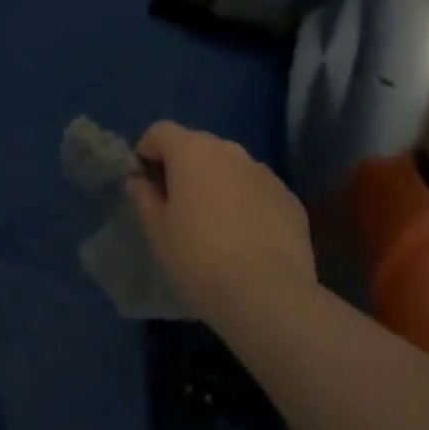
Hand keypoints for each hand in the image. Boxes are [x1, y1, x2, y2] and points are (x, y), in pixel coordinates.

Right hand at [127, 121, 316, 326]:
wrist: (269, 297)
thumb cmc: (200, 259)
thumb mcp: (158, 231)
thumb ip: (144, 197)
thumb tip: (139, 181)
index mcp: (191, 150)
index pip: (160, 132)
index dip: (148, 151)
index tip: (145, 181)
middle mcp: (228, 150)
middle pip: (197, 146)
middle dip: (184, 167)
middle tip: (179, 205)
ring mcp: (263, 172)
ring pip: (230, 168)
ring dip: (218, 184)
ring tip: (217, 225)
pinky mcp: (289, 199)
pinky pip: (258, 191)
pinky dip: (248, 203)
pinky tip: (248, 239)